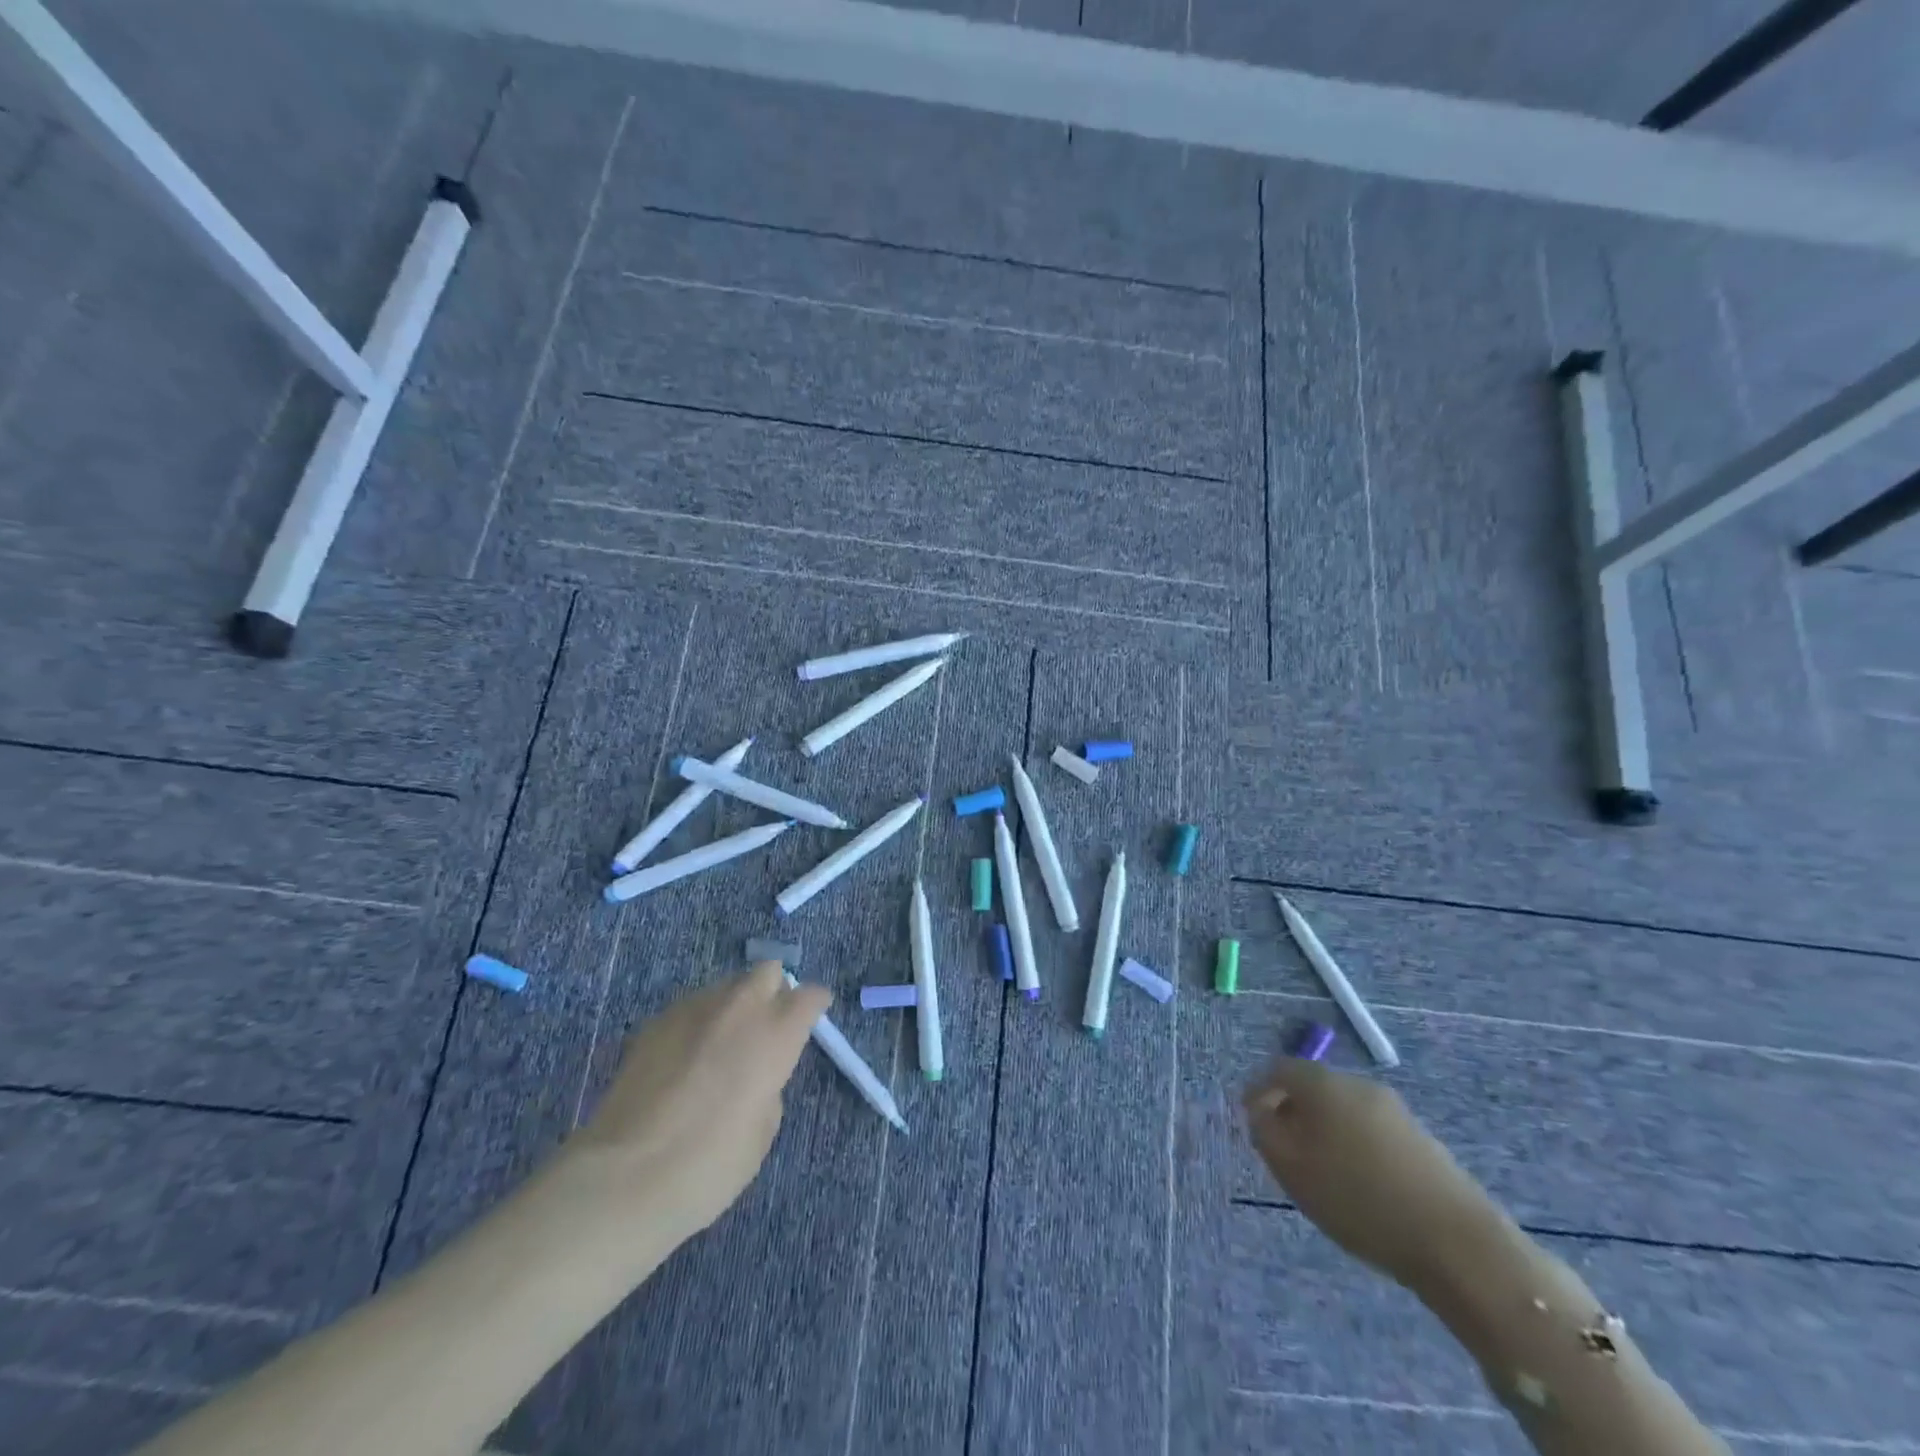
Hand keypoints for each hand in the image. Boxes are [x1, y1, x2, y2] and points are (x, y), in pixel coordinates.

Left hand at [565, 963, 830, 1247]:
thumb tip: (754, 1073)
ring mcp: (693, 1008)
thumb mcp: (762, 1131)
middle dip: (773, 991)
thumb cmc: (710, 1165)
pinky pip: (689, 1008)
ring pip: (725, 986)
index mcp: (776, 1031)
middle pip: (767, 971)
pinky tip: (684, 1060)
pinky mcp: (654, 1022)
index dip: (814, 1005)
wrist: (624, 1177)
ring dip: (732, 1006)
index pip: (810, 995)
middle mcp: (739, 1006)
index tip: (813, 1019)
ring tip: (720, 1045)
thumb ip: (769, 1085)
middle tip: (766, 1028)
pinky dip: (697, 1024)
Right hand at [1243, 1057, 1504, 1291]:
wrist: (1457, 1243)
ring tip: (1321, 1172)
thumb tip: (1263, 1111)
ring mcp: (1394, 1110)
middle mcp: (1358, 1084)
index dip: (1259, 1090)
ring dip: (1326, 1131)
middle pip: (1314, 1087)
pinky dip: (1355, 1147)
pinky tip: (1360, 1185)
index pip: (1278, 1069)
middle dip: (1294, 1111)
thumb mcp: (1290, 1168)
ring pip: (1344, 1110)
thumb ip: (1265, 1131)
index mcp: (1323, 1083)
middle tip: (1283, 1149)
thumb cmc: (1358, 1199)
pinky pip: (1371, 1131)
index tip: (1250, 1120)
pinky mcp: (1421, 1139)